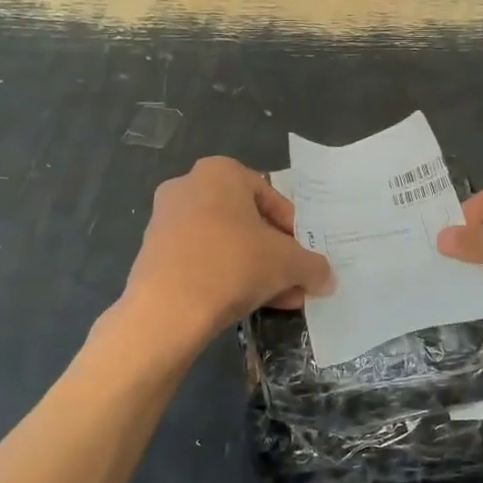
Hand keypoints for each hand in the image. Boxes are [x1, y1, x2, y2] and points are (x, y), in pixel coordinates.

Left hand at [124, 157, 333, 340]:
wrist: (167, 310)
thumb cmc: (233, 264)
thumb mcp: (288, 263)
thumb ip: (312, 266)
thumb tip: (327, 278)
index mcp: (220, 172)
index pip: (270, 196)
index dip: (292, 228)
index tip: (303, 254)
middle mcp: (188, 187)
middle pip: (246, 221)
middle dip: (274, 253)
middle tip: (294, 278)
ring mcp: (166, 221)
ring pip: (225, 244)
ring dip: (255, 269)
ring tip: (280, 299)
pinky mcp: (154, 254)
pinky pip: (201, 260)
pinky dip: (226, 278)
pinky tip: (249, 305)